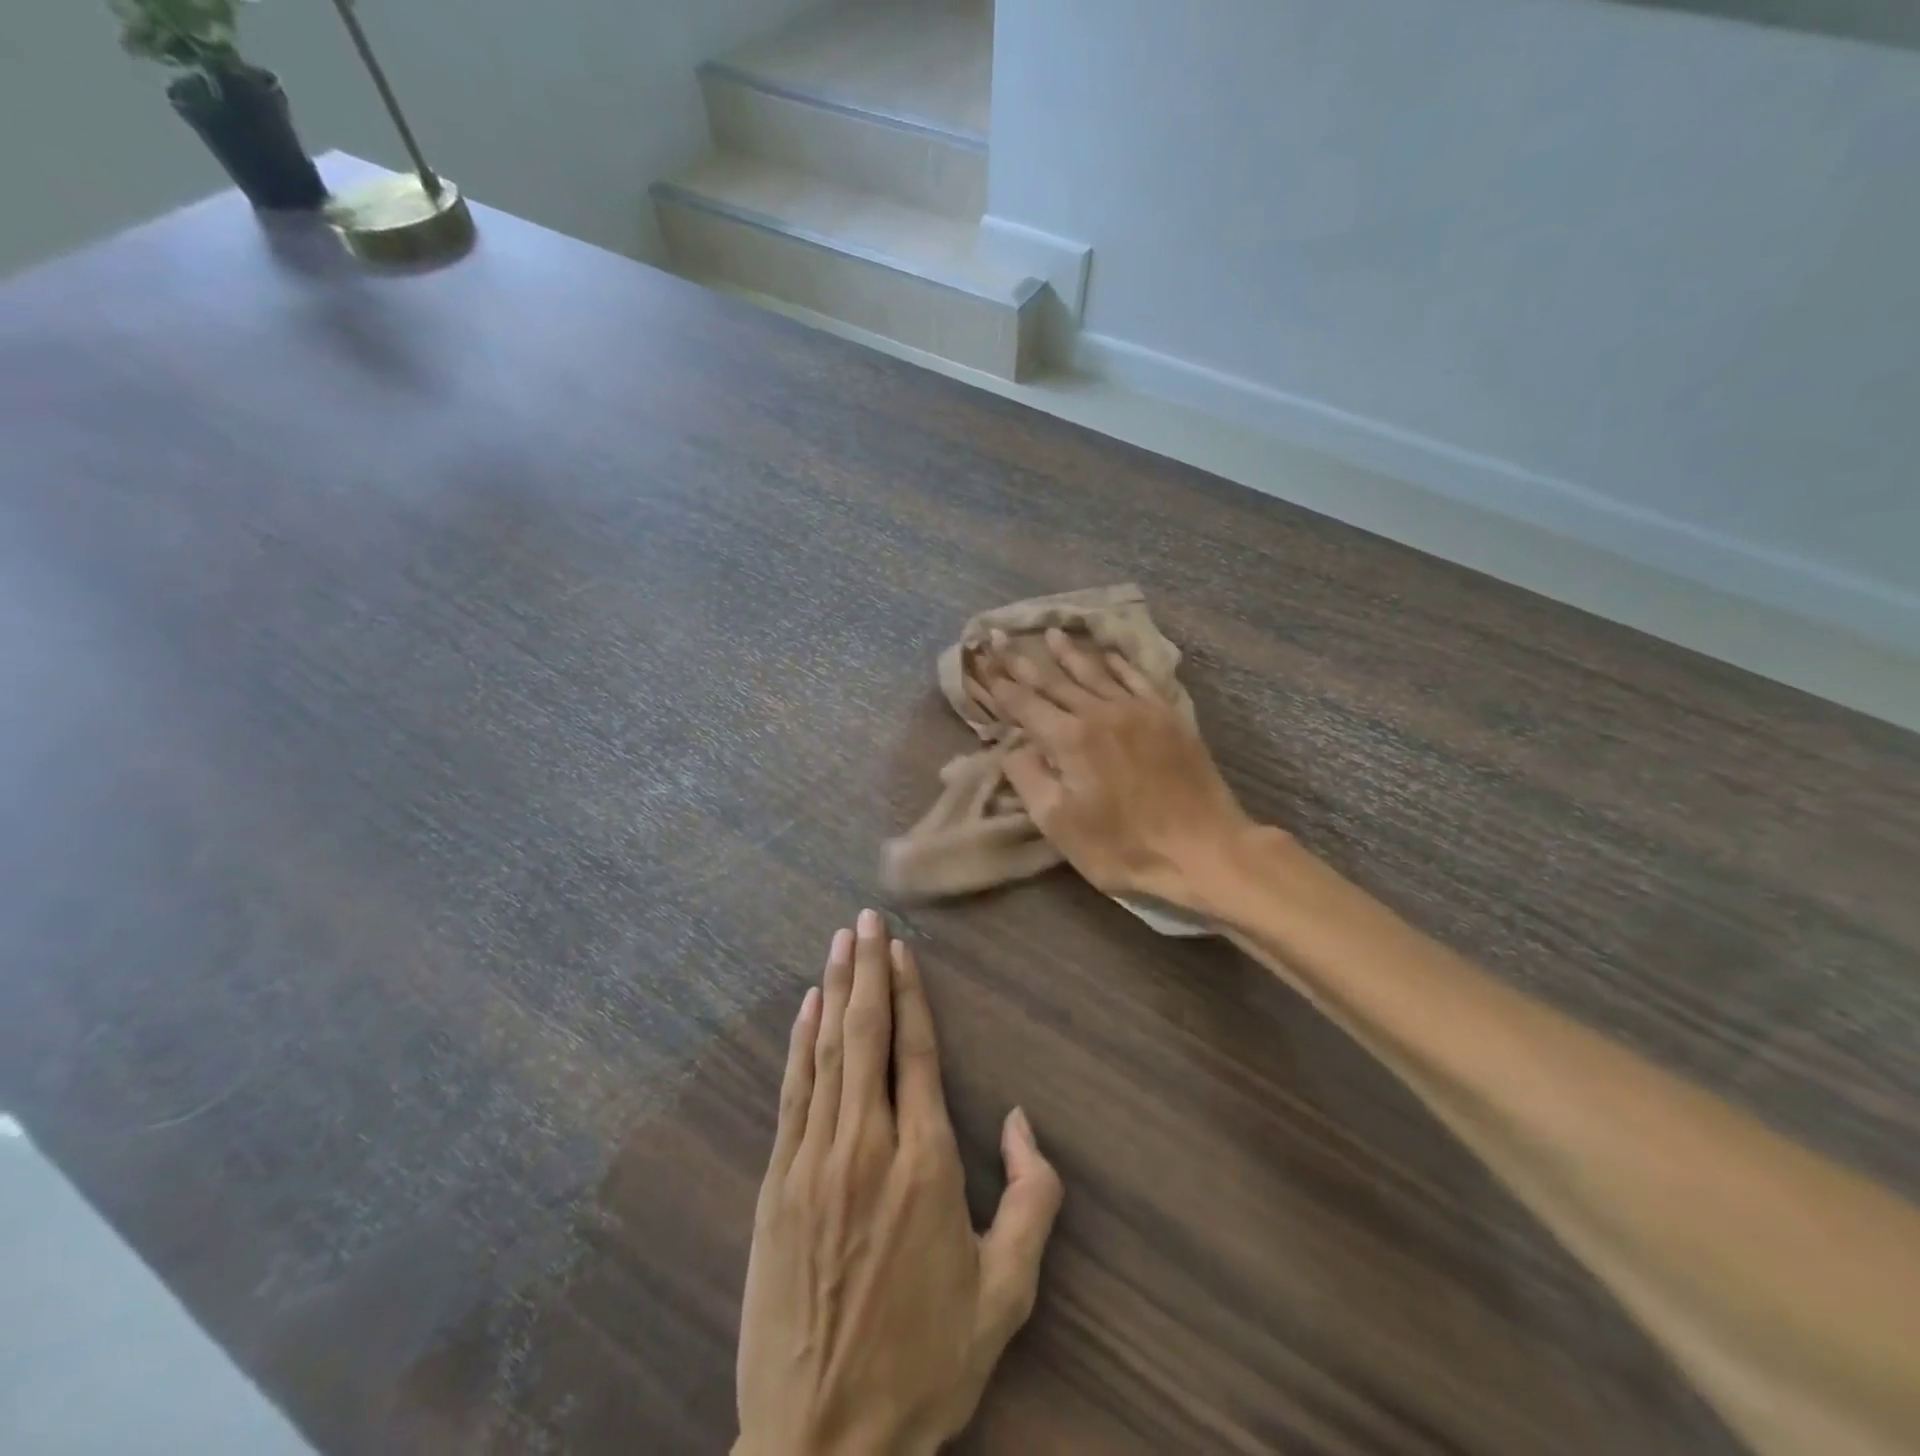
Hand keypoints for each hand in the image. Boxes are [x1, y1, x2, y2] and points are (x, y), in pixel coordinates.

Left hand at [736, 911, 1064, 1455]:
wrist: (822, 1441)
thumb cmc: (924, 1363)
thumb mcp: (1006, 1294)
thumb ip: (1032, 1200)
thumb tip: (1020, 1120)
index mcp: (926, 1163)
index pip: (917, 1053)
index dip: (910, 993)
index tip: (901, 948)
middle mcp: (868, 1145)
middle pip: (867, 1036)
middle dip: (868, 970)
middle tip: (865, 919)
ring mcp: (814, 1160)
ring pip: (827, 1053)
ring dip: (835, 990)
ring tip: (839, 942)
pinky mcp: (777, 1183)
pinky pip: (792, 1093)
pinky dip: (799, 1043)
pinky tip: (805, 1006)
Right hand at [981, 627, 1255, 913]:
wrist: (1204, 849)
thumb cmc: (1124, 847)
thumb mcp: (1060, 825)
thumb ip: (1029, 779)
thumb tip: (1013, 748)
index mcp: (1069, 739)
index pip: (1025, 703)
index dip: (1001, 684)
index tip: (983, 662)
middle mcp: (1100, 712)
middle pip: (1055, 681)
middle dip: (1024, 661)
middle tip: (1002, 636)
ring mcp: (1138, 710)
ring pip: (1095, 673)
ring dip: (1069, 654)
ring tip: (1051, 634)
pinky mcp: (1168, 716)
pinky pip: (1137, 678)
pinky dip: (1119, 663)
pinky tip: (1109, 654)